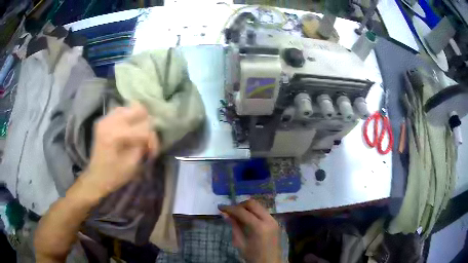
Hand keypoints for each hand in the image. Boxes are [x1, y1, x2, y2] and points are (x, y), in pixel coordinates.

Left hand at [80, 102, 158, 198]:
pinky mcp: (104, 120)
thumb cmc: (114, 175)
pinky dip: (128, 118)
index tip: (153, 152)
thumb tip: (151, 134)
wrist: (96, 177)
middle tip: (146, 140)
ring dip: (138, 120)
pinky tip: (129, 129)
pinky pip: (121, 110)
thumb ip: (143, 146)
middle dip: (146, 125)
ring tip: (138, 133)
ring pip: (130, 107)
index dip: (152, 140)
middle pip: (138, 110)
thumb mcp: (132, 164)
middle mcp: (109, 122)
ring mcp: (105, 118)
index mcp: (115, 135)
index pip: (143, 128)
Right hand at [219, 199, 281, 262]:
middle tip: (230, 211)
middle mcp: (268, 220)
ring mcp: (274, 220)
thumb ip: (234, 226)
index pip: (242, 212)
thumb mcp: (240, 243)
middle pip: (252, 204)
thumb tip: (224, 214)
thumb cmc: (253, 256)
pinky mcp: (275, 222)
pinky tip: (247, 219)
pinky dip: (254, 212)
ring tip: (237, 215)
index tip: (220, 207)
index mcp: (259, 227)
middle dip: (239, 205)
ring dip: (247, 208)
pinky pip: (263, 212)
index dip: (230, 208)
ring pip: (259, 206)